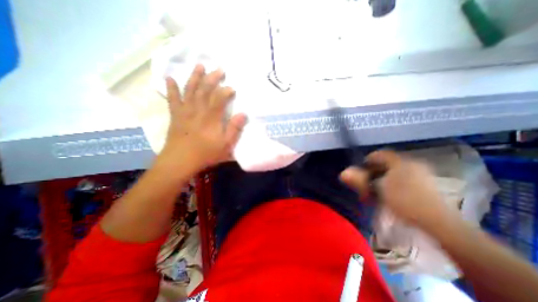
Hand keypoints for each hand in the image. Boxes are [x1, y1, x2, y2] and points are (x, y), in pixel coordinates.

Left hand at [158, 64, 244, 169]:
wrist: (181, 161)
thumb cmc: (206, 154)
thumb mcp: (226, 145)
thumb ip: (234, 129)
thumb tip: (243, 114)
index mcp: (211, 118)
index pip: (219, 98)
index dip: (226, 90)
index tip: (232, 88)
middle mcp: (198, 110)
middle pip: (205, 90)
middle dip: (212, 78)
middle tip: (219, 69)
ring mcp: (185, 111)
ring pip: (190, 90)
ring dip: (194, 77)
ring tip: (199, 66)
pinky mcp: (176, 115)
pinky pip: (173, 99)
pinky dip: (171, 88)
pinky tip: (170, 78)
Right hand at [340, 150, 456, 229]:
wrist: (440, 224)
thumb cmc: (405, 202)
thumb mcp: (378, 190)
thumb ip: (360, 180)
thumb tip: (342, 173)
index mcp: (401, 162)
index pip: (379, 154)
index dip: (367, 161)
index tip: (359, 171)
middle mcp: (411, 164)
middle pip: (386, 163)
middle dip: (373, 172)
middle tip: (367, 184)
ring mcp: (421, 174)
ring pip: (393, 172)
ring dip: (381, 179)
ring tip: (376, 192)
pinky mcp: (425, 185)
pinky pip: (402, 179)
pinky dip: (392, 184)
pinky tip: (389, 195)